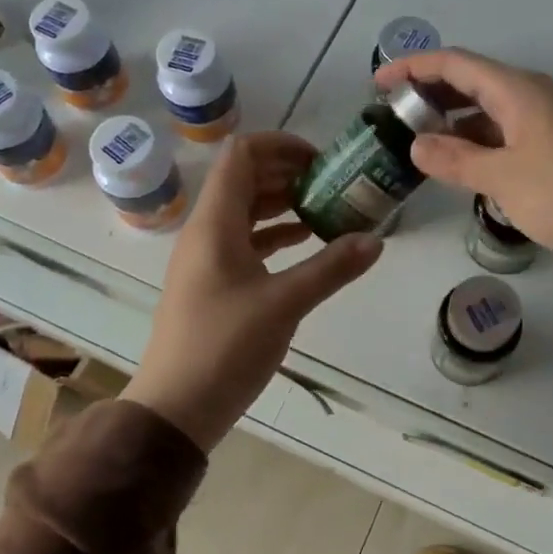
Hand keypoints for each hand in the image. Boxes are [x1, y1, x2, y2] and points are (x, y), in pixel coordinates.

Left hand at [122, 132, 381, 450]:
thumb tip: (376, 240)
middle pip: (244, 179)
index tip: (322, 159)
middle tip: (333, 182)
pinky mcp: (212, 282)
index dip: (281, 145)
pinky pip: (245, 241)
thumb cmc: (225, 347)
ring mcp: (206, 257)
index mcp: (215, 223)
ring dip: (283, 203)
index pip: (242, 155)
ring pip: (246, 211)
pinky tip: (306, 242)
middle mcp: (206, 230)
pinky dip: (275, 234)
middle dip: (288, 172)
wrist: (175, 408)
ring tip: (327, 208)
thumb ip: (332, 268)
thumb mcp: (285, 304)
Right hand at [373, 49, 552, 287]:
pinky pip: (506, 139)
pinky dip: (478, 148)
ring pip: (488, 115)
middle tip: (393, 117)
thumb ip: (455, 160)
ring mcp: (548, 126)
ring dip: (454, 126)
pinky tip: (461, 170)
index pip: (455, 63)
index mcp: (519, 91)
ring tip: (418, 146)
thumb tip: (417, 146)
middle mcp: (533, 98)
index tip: (378, 84)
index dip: (413, 67)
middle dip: (430, 96)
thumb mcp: (503, 178)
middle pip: (471, 84)